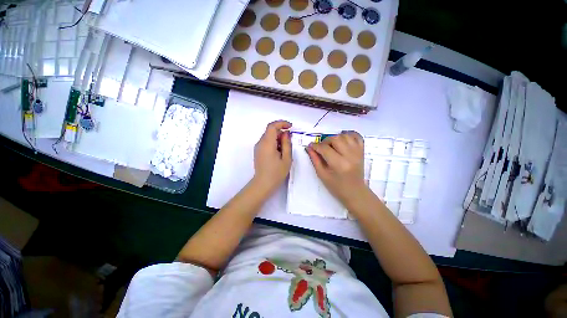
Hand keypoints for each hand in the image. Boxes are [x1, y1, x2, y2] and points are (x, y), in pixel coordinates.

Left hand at [253, 120, 292, 192]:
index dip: (281, 123)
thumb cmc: (276, 173)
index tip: (290, 127)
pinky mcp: (258, 151)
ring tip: (284, 149)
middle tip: (289, 141)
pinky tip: (278, 152)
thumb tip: (286, 134)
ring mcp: (258, 147)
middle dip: (281, 132)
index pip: (272, 126)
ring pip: (268, 136)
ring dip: (277, 138)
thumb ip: (286, 144)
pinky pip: (266, 142)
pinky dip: (273, 143)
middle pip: (270, 131)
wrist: (263, 184)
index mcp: (267, 143)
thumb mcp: (286, 158)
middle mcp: (260, 143)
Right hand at [307, 131, 367, 206]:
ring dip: (335, 138)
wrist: (355, 192)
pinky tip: (342, 140)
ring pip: (345, 135)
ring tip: (331, 145)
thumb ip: (315, 160)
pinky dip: (348, 134)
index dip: (316, 146)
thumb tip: (309, 148)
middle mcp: (350, 156)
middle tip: (321, 148)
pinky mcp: (362, 151)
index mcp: (339, 164)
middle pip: (336, 138)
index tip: (311, 146)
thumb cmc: (336, 186)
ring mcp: (358, 152)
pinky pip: (356, 136)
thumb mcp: (322, 175)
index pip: (325, 149)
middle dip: (325, 141)